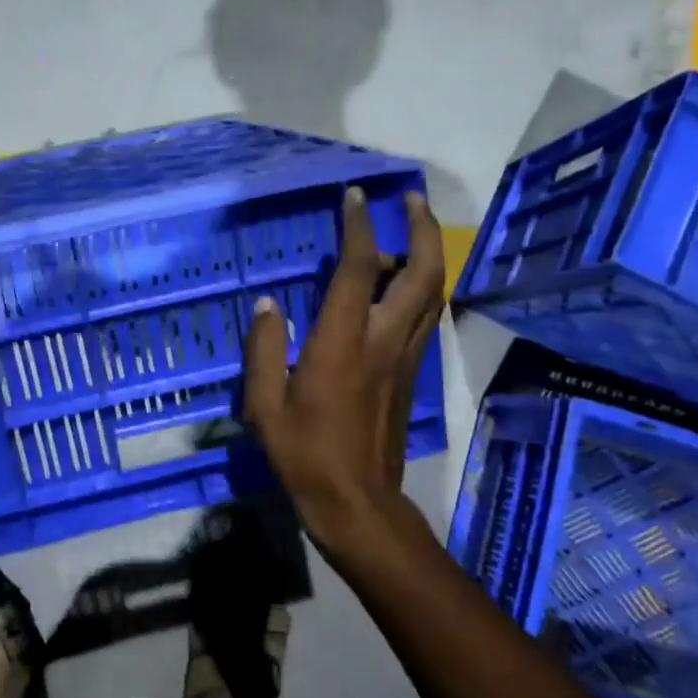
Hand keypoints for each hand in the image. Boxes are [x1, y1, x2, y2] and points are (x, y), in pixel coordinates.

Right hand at [242, 187, 444, 556]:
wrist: (356, 501)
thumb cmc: (304, 452)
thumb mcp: (264, 404)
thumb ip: (264, 349)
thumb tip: (267, 304)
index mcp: (343, 343)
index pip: (360, 269)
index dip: (359, 227)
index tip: (355, 197)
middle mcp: (384, 341)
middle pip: (421, 273)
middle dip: (420, 229)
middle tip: (410, 200)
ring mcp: (405, 358)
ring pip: (433, 294)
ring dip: (428, 255)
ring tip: (410, 233)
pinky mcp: (412, 375)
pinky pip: (426, 318)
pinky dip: (422, 288)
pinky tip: (403, 285)